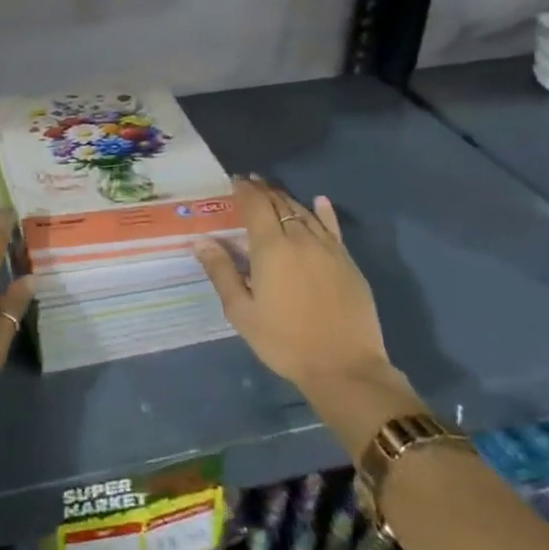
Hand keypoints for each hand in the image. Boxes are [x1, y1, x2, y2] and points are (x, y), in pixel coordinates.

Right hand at [194, 177, 422, 453]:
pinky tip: (319, 201)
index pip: (255, 205)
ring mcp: (328, 249)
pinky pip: (333, 228)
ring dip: (286, 198)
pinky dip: (323, 212)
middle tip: (250, 182)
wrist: (345, 368)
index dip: (244, 189)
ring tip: (273, 193)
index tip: (234, 180)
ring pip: (304, 212)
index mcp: (271, 248)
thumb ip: (221, 272)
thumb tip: (200, 240)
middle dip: (263, 190)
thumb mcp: (242, 312)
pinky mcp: (348, 262)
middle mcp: (300, 239)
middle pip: (279, 203)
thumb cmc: (284, 342)